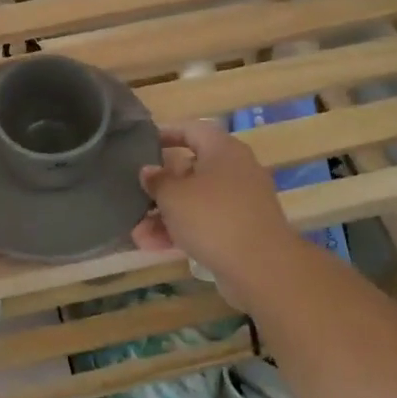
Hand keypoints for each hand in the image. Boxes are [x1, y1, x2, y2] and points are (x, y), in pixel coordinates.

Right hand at [132, 119, 294, 282]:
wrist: (262, 267)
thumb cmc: (213, 217)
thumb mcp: (173, 196)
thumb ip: (157, 180)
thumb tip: (149, 171)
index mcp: (222, 149)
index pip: (191, 129)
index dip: (165, 134)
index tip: (141, 145)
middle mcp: (235, 170)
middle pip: (190, 169)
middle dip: (160, 186)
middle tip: (134, 194)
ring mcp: (240, 202)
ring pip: (195, 201)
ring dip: (165, 215)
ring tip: (137, 233)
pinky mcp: (242, 230)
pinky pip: (206, 223)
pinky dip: (182, 230)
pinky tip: (154, 246)